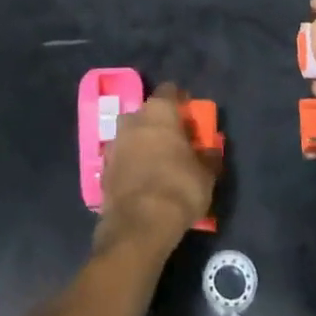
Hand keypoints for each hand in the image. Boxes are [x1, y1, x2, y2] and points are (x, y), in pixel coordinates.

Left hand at [94, 85, 219, 256]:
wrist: (139, 224)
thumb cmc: (179, 187)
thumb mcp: (206, 174)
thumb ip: (209, 156)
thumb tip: (212, 150)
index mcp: (159, 111)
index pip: (170, 91)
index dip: (181, 100)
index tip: (191, 115)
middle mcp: (133, 119)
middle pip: (148, 114)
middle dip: (160, 124)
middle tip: (176, 142)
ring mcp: (114, 143)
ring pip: (132, 135)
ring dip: (143, 144)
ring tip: (159, 163)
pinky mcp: (103, 169)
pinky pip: (123, 159)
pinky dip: (132, 165)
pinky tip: (143, 181)